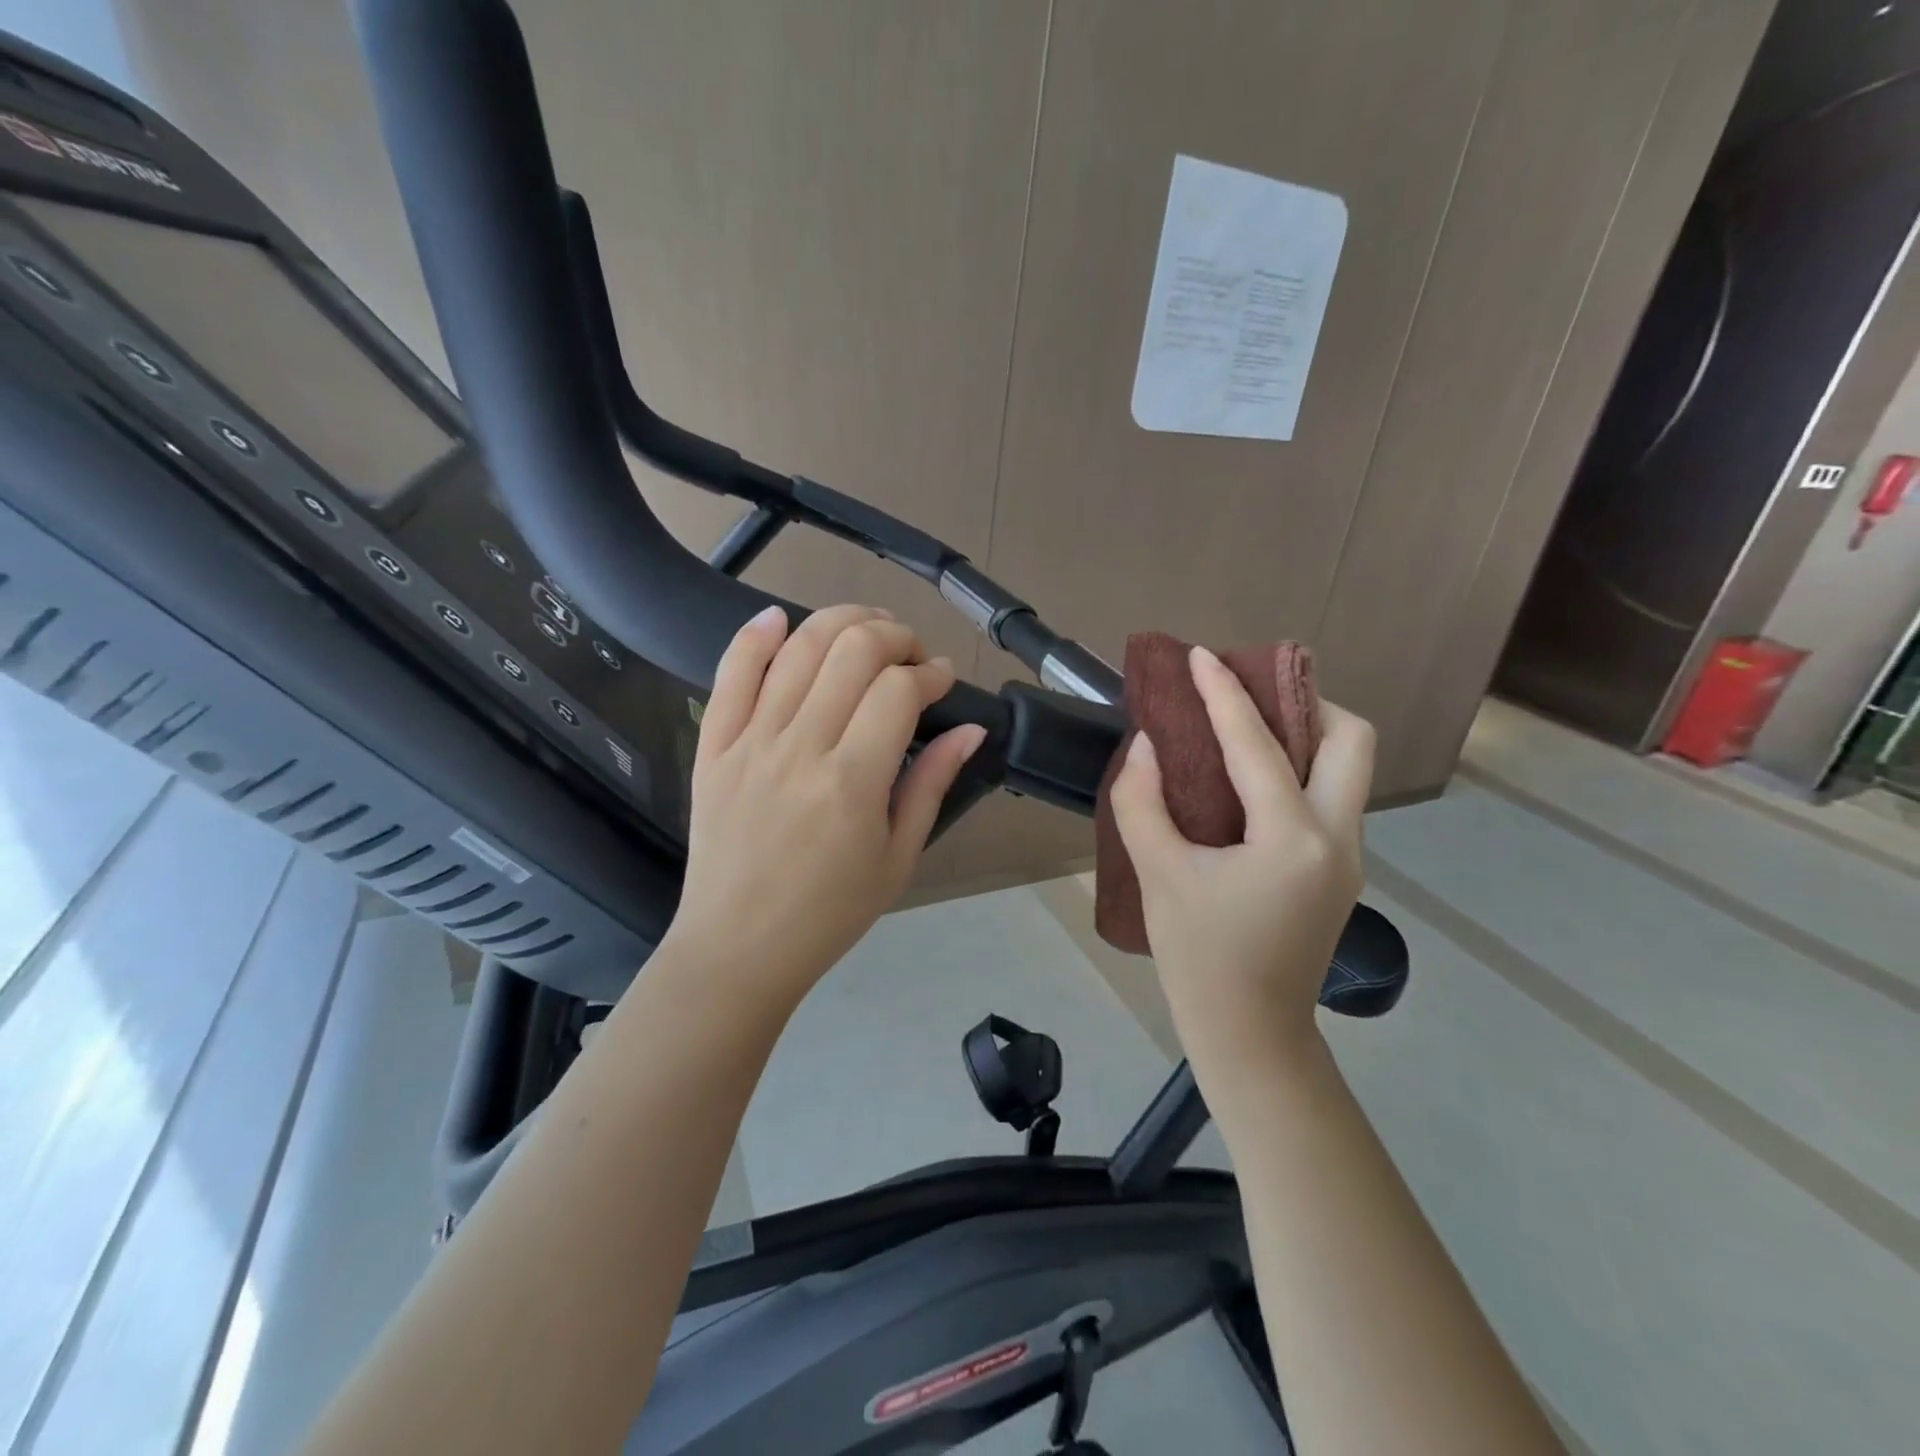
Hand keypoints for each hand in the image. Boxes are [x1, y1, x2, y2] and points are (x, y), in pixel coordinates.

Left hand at [664, 604, 987, 1005]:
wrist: (739, 947)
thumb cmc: (830, 912)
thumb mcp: (898, 859)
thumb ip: (931, 785)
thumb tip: (969, 730)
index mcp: (852, 782)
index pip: (899, 691)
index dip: (931, 673)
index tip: (943, 680)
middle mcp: (800, 748)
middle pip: (852, 651)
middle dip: (894, 635)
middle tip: (911, 654)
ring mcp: (750, 742)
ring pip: (798, 648)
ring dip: (841, 621)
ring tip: (867, 628)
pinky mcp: (713, 745)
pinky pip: (730, 673)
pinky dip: (755, 636)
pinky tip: (780, 618)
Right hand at [1108, 646, 1374, 1075]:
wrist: (1250, 1035)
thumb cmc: (1200, 958)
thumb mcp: (1158, 875)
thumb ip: (1143, 802)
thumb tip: (1146, 745)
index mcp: (1293, 838)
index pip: (1258, 745)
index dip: (1224, 693)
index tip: (1200, 655)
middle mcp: (1337, 837)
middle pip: (1349, 740)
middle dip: (1305, 702)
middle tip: (1249, 697)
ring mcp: (1347, 856)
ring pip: (1346, 768)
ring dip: (1304, 734)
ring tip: (1245, 728)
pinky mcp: (1338, 871)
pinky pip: (1329, 797)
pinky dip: (1296, 770)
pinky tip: (1249, 781)